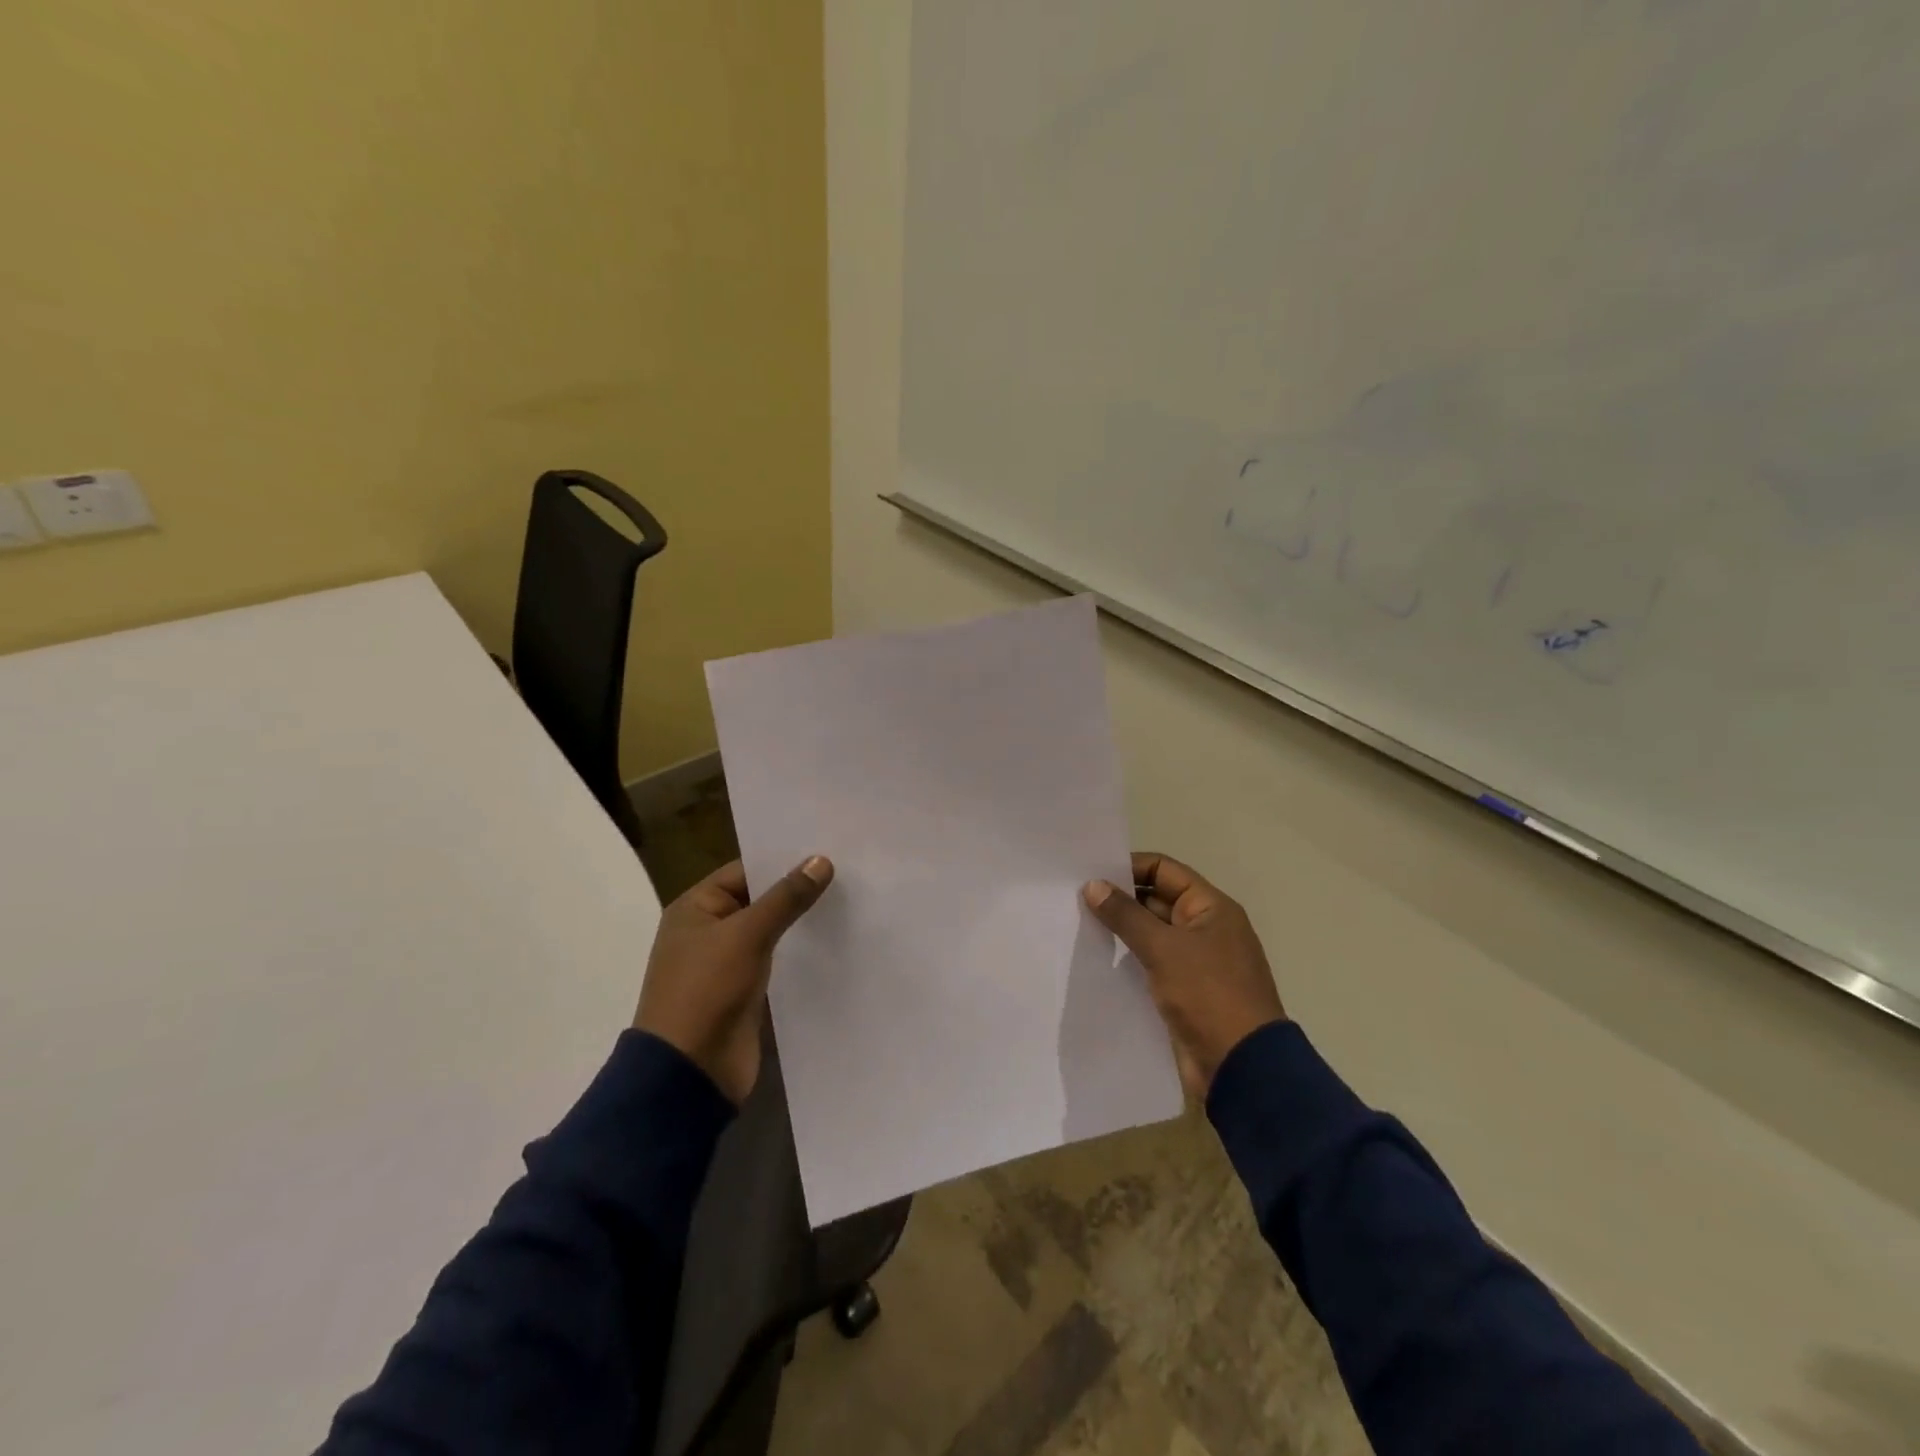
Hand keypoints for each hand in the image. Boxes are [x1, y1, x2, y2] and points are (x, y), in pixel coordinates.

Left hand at [635, 856, 833, 1104]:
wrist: (689, 1073)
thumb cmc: (706, 991)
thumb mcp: (747, 935)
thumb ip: (786, 898)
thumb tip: (821, 860)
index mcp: (695, 908)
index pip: (745, 871)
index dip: (783, 861)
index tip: (827, 851)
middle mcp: (709, 931)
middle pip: (759, 900)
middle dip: (797, 890)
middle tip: (847, 873)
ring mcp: (727, 964)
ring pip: (770, 932)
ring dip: (801, 923)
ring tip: (850, 903)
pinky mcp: (745, 992)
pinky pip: (777, 962)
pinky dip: (800, 953)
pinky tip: (835, 943)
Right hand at [1083, 852, 1286, 1098]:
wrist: (1242, 1067)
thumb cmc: (1208, 995)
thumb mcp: (1164, 948)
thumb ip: (1126, 915)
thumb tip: (1093, 886)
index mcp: (1211, 908)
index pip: (1164, 870)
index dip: (1129, 867)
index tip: (1090, 874)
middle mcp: (1205, 928)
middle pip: (1157, 899)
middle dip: (1120, 899)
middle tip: (1076, 900)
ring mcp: (1196, 961)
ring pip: (1152, 934)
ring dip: (1121, 930)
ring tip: (1079, 926)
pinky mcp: (1185, 991)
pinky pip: (1152, 963)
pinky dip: (1128, 959)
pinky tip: (1097, 961)